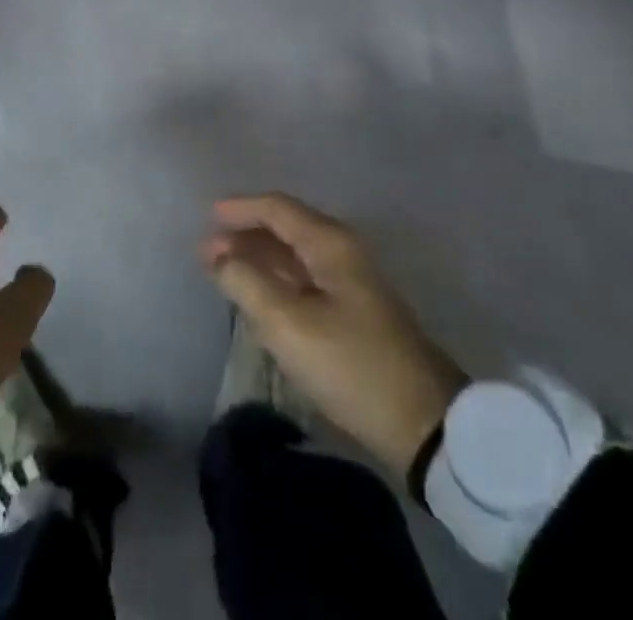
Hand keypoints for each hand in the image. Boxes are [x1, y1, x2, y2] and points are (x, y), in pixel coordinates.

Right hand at [202, 192, 465, 475]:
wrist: (424, 423)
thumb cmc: (352, 366)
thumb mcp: (290, 326)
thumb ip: (248, 284)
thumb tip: (219, 255)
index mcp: (330, 243)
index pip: (278, 209)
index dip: (241, 208)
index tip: (207, 215)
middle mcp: (342, 251)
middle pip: (287, 227)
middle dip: (246, 234)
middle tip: (207, 250)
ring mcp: (351, 282)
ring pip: (295, 254)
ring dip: (259, 257)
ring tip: (223, 270)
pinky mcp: (354, 311)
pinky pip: (304, 278)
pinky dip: (277, 279)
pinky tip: (259, 295)